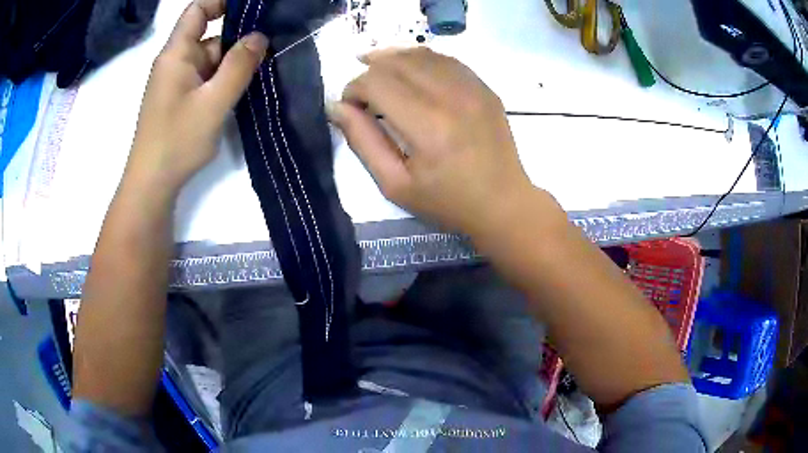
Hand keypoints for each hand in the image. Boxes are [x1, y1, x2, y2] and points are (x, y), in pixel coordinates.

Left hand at [127, 0, 267, 191]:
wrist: (152, 185)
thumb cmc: (177, 141)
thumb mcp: (213, 101)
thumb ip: (238, 66)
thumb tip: (259, 37)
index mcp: (176, 54)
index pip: (197, 10)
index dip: (221, 1)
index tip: (251, 8)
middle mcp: (176, 62)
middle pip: (210, 35)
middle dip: (238, 38)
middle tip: (270, 48)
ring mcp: (179, 83)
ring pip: (212, 59)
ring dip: (234, 63)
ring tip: (262, 71)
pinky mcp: (182, 100)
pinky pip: (207, 78)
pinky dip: (225, 80)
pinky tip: (244, 89)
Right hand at [328, 48, 535, 236]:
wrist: (503, 203)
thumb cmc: (447, 202)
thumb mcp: (395, 184)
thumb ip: (363, 142)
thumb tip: (337, 107)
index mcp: (428, 126)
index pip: (377, 83)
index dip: (353, 88)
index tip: (349, 106)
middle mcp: (451, 97)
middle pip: (397, 62)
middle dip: (370, 71)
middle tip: (361, 91)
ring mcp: (473, 88)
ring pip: (421, 54)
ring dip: (393, 60)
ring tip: (378, 70)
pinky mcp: (484, 88)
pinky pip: (446, 60)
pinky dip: (421, 60)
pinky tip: (411, 70)